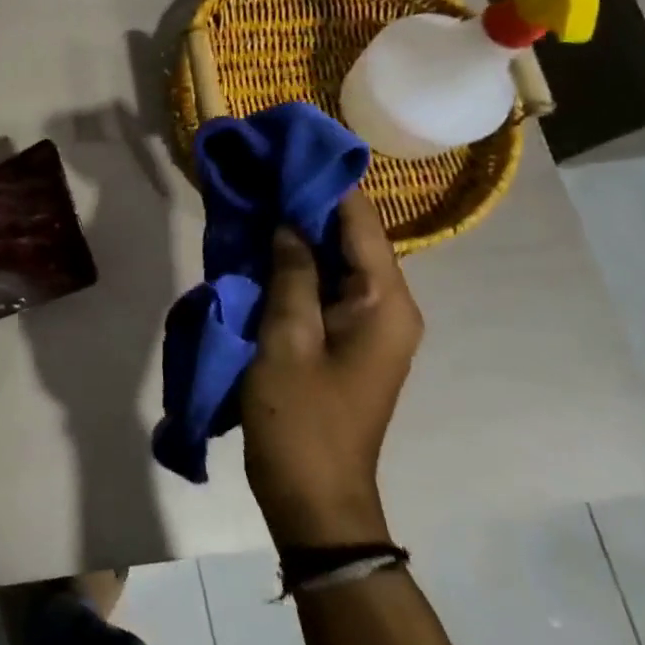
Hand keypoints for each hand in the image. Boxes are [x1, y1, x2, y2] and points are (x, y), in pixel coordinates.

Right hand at [240, 187, 422, 548]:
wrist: (314, 497)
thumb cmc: (300, 418)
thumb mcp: (286, 339)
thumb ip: (291, 274)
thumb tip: (287, 224)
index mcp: (385, 303)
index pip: (360, 222)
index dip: (325, 182)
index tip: (287, 147)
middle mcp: (389, 307)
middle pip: (351, 237)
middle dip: (307, 203)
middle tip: (261, 170)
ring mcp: (370, 326)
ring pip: (335, 261)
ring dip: (298, 234)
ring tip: (256, 198)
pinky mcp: (346, 340)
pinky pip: (324, 287)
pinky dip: (295, 264)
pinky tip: (261, 248)